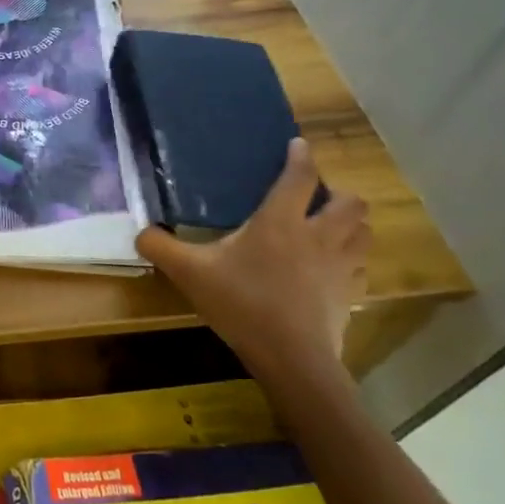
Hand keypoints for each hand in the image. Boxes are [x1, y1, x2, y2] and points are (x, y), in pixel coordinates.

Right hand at [136, 139, 369, 385]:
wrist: (291, 358)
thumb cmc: (241, 304)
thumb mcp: (190, 273)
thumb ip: (161, 247)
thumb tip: (140, 232)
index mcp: (280, 221)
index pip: (300, 176)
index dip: (301, 156)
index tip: (298, 145)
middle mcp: (318, 235)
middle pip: (350, 201)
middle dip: (338, 193)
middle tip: (316, 198)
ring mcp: (340, 266)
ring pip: (364, 231)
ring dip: (351, 224)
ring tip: (330, 227)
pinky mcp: (350, 294)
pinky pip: (361, 267)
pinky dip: (352, 260)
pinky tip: (332, 268)